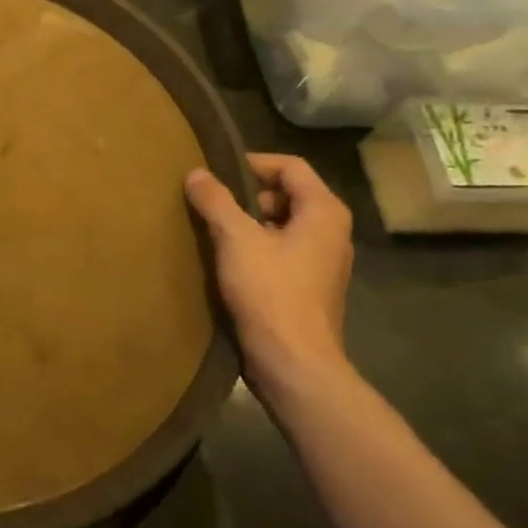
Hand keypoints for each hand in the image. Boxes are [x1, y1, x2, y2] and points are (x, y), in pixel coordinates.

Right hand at [186, 152, 353, 405]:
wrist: (294, 364)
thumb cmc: (270, 292)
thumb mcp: (235, 239)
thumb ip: (215, 201)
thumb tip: (196, 173)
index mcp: (324, 212)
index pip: (290, 166)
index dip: (252, 163)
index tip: (216, 173)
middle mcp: (331, 232)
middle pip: (287, 194)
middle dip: (247, 194)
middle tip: (212, 202)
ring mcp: (323, 262)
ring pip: (282, 224)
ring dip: (248, 223)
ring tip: (213, 230)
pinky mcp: (309, 287)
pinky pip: (281, 251)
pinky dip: (256, 247)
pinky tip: (227, 261)